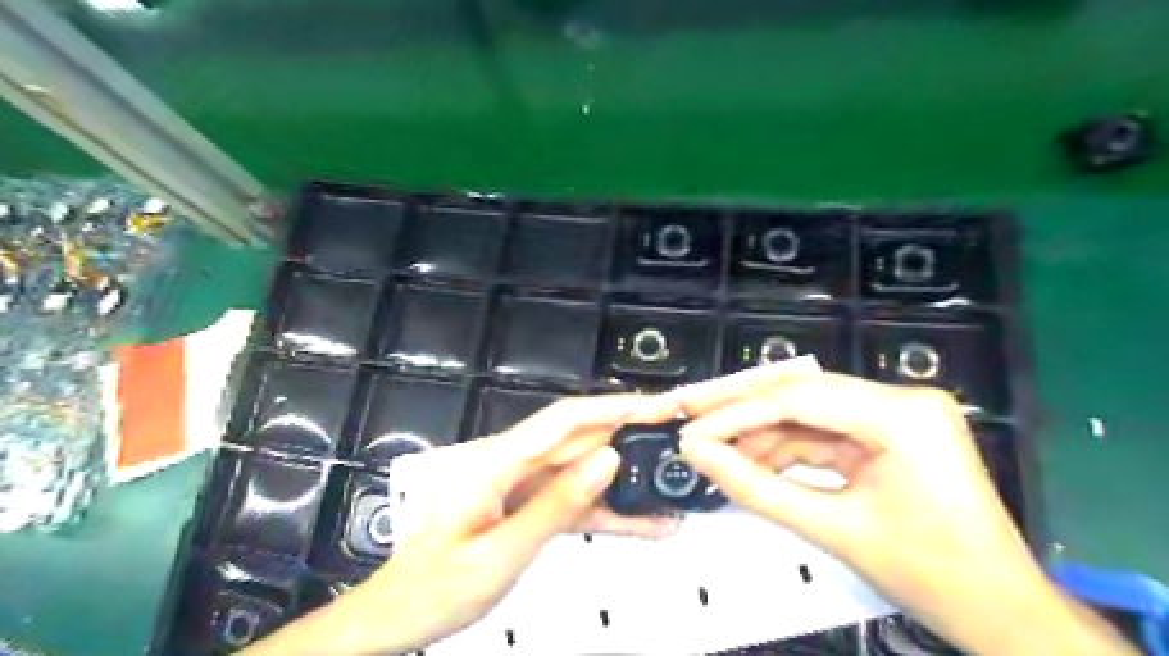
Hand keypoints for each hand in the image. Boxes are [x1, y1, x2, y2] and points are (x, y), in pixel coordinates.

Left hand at [242, 396, 680, 655]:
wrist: (399, 616)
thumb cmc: (436, 588)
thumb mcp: (500, 554)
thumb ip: (555, 505)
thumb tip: (607, 460)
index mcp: (498, 462)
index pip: (566, 419)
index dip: (616, 407)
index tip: (658, 407)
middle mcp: (512, 462)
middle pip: (579, 438)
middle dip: (630, 434)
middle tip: (678, 439)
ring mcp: (521, 483)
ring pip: (582, 469)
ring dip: (625, 476)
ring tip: (670, 484)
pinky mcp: (528, 504)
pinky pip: (573, 499)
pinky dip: (607, 509)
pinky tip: (643, 522)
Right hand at [671, 370, 1136, 654]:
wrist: (1004, 615)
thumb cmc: (933, 577)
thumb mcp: (834, 530)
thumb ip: (756, 487)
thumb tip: (698, 455)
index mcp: (901, 415)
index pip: (797, 400)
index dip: (734, 415)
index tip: (691, 431)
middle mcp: (901, 399)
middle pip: (800, 392)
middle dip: (740, 408)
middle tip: (689, 413)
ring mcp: (896, 413)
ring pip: (806, 411)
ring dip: (759, 432)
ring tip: (715, 451)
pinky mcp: (888, 432)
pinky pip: (823, 431)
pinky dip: (785, 447)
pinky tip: (751, 460)